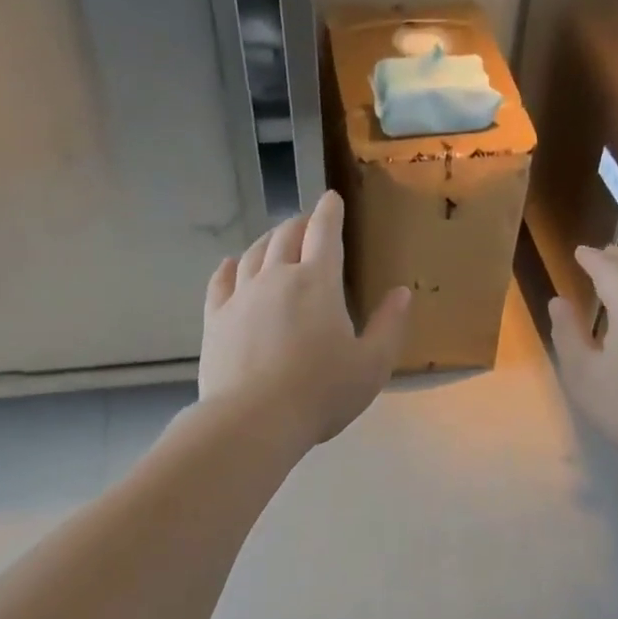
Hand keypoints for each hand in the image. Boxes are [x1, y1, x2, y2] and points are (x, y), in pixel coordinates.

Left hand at [200, 191, 411, 449]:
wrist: (255, 419)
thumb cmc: (322, 393)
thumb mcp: (372, 365)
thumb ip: (389, 326)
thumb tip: (402, 292)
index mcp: (318, 283)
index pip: (325, 233)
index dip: (330, 212)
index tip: (331, 199)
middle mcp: (276, 277)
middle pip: (286, 236)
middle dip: (300, 224)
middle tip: (307, 223)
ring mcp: (241, 297)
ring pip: (253, 254)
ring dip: (268, 240)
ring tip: (275, 240)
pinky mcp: (215, 319)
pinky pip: (220, 281)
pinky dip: (229, 267)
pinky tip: (232, 265)